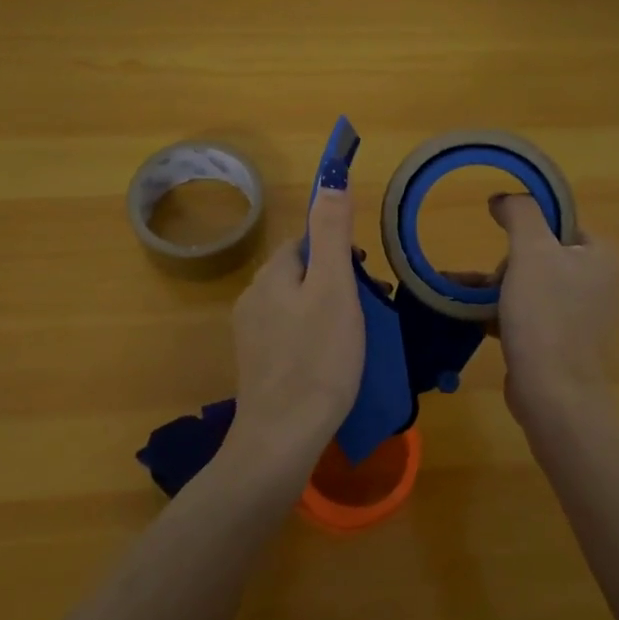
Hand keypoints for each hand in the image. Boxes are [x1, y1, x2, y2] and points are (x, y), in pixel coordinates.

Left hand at [227, 182, 364, 478]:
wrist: (281, 440)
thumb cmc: (317, 359)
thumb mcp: (334, 288)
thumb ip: (332, 232)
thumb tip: (332, 179)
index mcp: (271, 275)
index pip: (304, 240)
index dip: (337, 250)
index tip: (364, 277)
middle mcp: (253, 298)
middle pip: (301, 272)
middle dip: (335, 282)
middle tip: (367, 313)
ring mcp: (251, 335)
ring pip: (297, 305)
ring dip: (326, 312)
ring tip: (355, 341)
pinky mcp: (257, 366)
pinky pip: (291, 335)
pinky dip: (313, 339)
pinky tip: (331, 365)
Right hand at [488, 194, 618, 426]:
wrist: (552, 392)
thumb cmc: (545, 315)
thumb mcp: (531, 251)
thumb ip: (520, 213)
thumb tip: (504, 198)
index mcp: (601, 256)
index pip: (560, 224)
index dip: (527, 230)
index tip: (505, 247)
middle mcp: (599, 283)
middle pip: (541, 255)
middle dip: (508, 266)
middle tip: (494, 283)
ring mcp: (582, 317)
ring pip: (531, 287)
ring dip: (497, 290)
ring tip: (467, 296)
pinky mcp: (563, 343)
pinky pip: (529, 316)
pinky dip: (503, 314)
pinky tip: (474, 319)